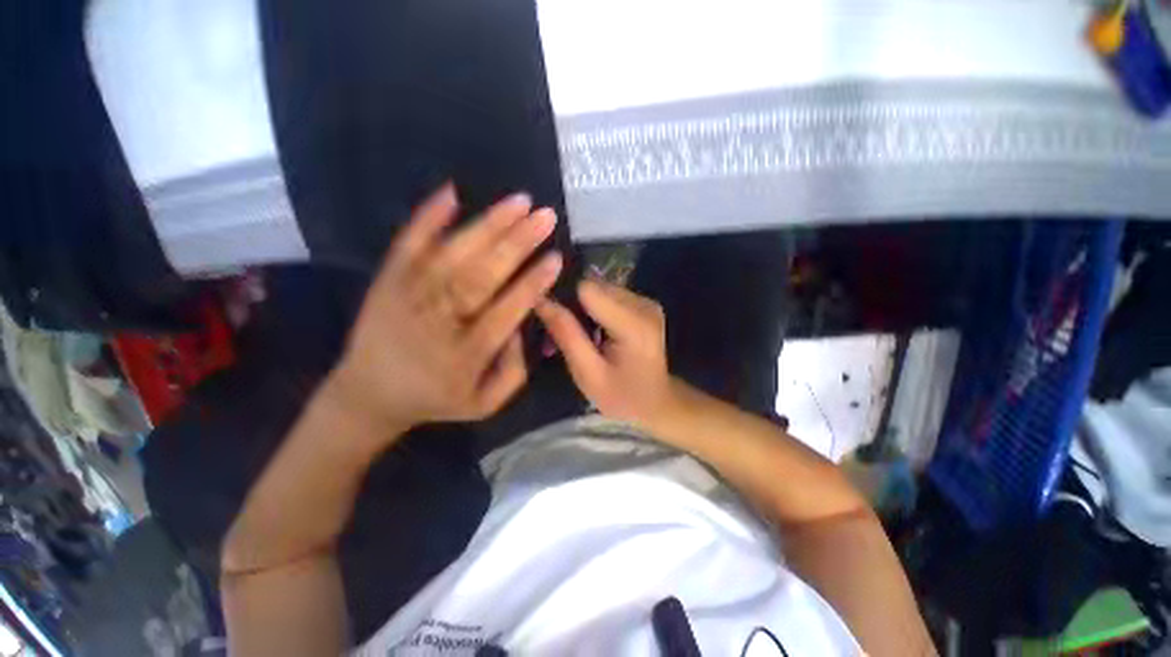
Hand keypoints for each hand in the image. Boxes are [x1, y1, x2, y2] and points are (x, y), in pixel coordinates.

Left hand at [330, 184, 561, 435]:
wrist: (368, 395)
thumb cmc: (435, 399)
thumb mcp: (484, 404)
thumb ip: (514, 371)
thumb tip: (521, 327)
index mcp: (464, 356)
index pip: (505, 311)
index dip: (531, 284)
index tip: (555, 258)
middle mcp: (437, 321)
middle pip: (480, 276)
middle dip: (516, 244)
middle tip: (545, 216)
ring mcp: (408, 296)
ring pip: (452, 255)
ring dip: (487, 225)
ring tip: (519, 201)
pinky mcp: (388, 281)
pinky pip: (407, 244)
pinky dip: (427, 217)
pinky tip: (451, 193)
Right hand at [536, 279, 677, 426]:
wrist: (657, 402)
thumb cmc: (622, 396)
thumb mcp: (588, 374)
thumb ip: (566, 335)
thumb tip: (540, 300)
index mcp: (633, 325)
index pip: (587, 289)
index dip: (565, 300)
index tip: (553, 320)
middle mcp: (643, 305)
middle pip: (594, 285)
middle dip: (574, 305)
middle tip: (566, 334)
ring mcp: (647, 302)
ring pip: (600, 288)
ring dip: (584, 307)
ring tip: (583, 335)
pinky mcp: (645, 303)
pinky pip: (610, 294)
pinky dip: (597, 309)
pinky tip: (597, 331)